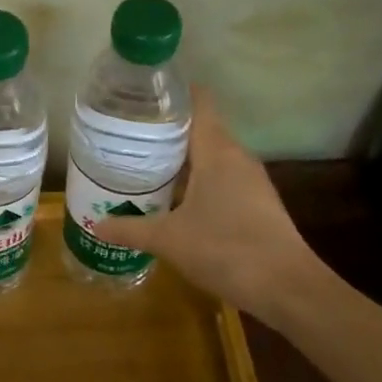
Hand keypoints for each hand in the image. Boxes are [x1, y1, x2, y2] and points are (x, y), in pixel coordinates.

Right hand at [91, 89, 325, 321]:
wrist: (286, 287)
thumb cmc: (225, 249)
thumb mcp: (168, 240)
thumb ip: (130, 228)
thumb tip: (95, 225)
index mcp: (217, 150)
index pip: (198, 102)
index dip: (172, 93)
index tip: (141, 95)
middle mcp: (237, 156)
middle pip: (201, 128)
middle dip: (166, 130)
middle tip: (128, 134)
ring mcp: (251, 180)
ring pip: (211, 156)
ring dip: (182, 158)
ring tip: (145, 163)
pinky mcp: (257, 202)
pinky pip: (222, 178)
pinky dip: (198, 180)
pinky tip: (175, 198)